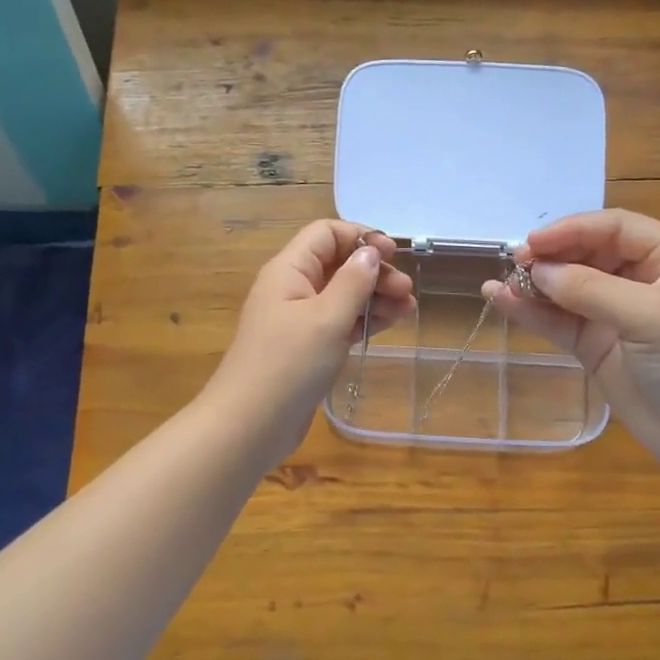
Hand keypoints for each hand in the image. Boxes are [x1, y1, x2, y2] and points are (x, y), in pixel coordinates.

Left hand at [207, 219, 413, 464]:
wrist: (250, 424)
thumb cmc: (288, 364)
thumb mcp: (326, 318)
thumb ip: (353, 281)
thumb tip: (369, 251)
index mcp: (289, 270)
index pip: (326, 234)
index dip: (360, 237)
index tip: (392, 254)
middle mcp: (292, 288)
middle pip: (338, 264)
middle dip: (374, 271)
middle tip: (406, 291)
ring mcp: (299, 320)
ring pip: (343, 295)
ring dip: (375, 297)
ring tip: (408, 309)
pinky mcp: (308, 348)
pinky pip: (340, 322)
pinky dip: (364, 320)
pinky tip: (391, 323)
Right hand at [485, 210, 659, 473]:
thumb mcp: (651, 317)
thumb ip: (591, 290)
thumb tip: (537, 271)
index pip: (615, 229)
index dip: (573, 229)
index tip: (533, 243)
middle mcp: (642, 279)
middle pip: (588, 254)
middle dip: (552, 257)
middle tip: (515, 263)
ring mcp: (616, 314)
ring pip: (568, 287)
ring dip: (535, 284)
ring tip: (499, 283)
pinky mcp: (596, 345)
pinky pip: (559, 320)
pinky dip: (531, 311)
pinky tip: (501, 300)